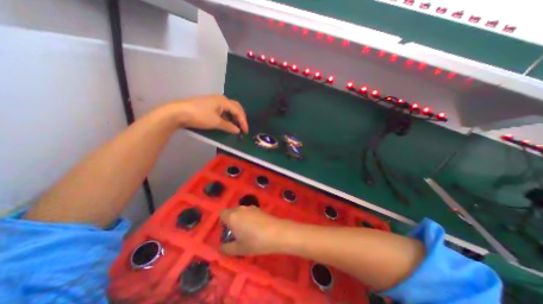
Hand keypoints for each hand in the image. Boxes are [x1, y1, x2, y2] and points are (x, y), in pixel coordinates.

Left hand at [162, 94, 248, 131]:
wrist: (178, 112)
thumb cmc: (199, 116)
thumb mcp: (216, 122)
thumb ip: (228, 126)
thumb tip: (237, 130)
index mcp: (224, 101)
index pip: (238, 111)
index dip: (243, 121)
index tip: (245, 131)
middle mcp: (221, 99)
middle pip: (235, 107)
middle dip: (240, 117)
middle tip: (243, 127)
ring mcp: (214, 102)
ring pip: (229, 109)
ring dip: (234, 117)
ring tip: (236, 126)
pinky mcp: (209, 106)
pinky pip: (223, 111)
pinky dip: (227, 117)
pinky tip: (226, 123)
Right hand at [219, 206, 287, 253]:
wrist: (276, 232)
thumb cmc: (255, 241)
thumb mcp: (239, 249)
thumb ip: (226, 248)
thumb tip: (221, 247)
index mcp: (232, 216)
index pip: (222, 214)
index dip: (222, 222)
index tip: (227, 232)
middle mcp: (240, 209)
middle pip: (231, 212)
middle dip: (231, 221)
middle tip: (236, 234)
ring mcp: (251, 207)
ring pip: (241, 212)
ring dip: (240, 219)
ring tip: (246, 232)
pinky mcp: (259, 209)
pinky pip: (249, 212)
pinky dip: (249, 218)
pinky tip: (256, 228)